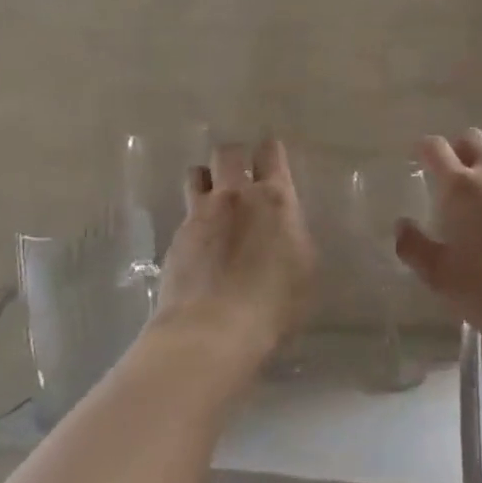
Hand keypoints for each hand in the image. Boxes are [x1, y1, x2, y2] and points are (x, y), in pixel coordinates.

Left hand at [151, 139, 316, 375]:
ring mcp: (200, 214)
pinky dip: (194, 221)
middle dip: (233, 157)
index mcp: (274, 199)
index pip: (270, 152)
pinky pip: (186, 214)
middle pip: (228, 152)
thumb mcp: (305, 269)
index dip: (270, 151)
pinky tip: (200, 244)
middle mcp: (235, 196)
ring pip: (196, 174)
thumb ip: (294, 237)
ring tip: (212, 199)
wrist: (211, 331)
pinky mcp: (176, 238)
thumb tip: (286, 229)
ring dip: (206, 180)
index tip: (271, 157)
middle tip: (239, 174)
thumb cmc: (273, 304)